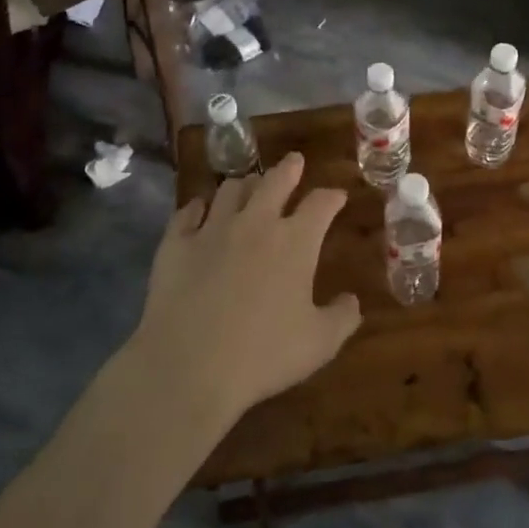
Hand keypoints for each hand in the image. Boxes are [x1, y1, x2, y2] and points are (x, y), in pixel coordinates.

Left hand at [132, 153, 362, 428]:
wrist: (189, 366)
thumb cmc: (263, 355)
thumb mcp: (319, 344)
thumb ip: (342, 317)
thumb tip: (352, 300)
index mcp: (294, 241)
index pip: (320, 204)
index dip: (332, 197)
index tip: (338, 196)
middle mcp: (255, 223)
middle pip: (275, 181)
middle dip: (289, 169)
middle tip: (294, 161)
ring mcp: (212, 229)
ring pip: (230, 189)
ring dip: (244, 185)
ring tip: (248, 185)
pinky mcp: (176, 243)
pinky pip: (187, 212)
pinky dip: (197, 208)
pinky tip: (198, 210)